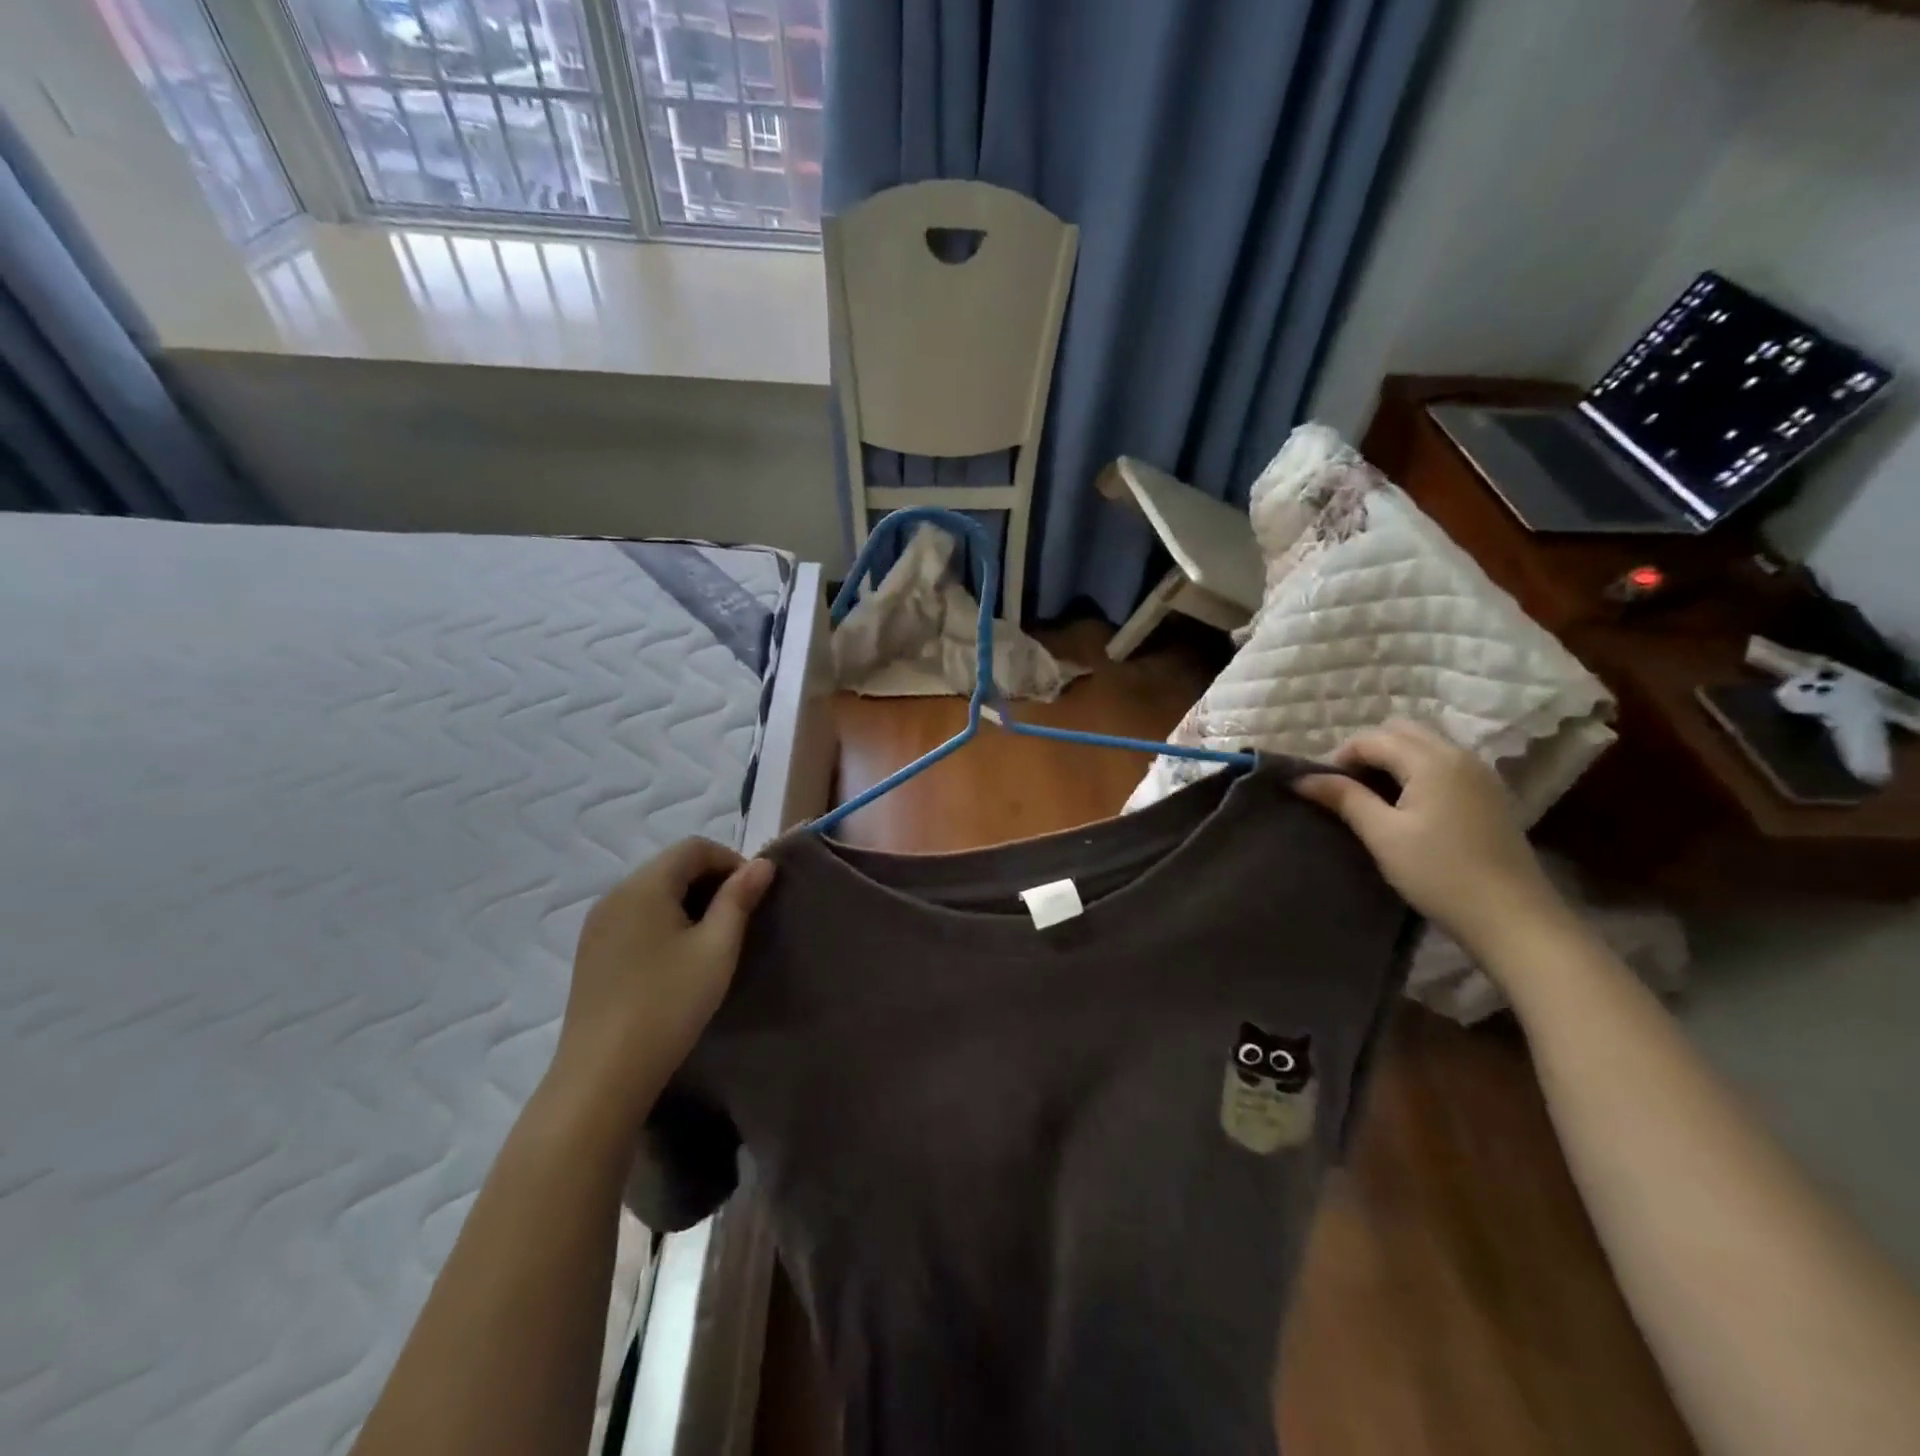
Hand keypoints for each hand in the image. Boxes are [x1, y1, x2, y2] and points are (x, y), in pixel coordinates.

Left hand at [548, 839, 773, 1136]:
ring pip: (653, 892)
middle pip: (671, 865)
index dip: (731, 861)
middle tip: (739, 918)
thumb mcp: (716, 949)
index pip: (694, 847)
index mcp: (644, 885)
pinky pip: (636, 916)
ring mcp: (597, 925)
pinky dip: (664, 921)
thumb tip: (762, 863)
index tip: (754, 895)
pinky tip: (678, 959)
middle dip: (711, 880)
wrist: (602, 1076)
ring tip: (713, 940)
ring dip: (689, 901)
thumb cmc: (668, 1004)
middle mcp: (615, 895)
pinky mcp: (591, 953)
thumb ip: (739, 899)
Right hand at [1295, 720, 1568, 949]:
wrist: (1512, 917)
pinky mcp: (1489, 793)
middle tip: (1347, 786)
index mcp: (1431, 760)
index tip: (1323, 788)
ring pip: (1424, 744)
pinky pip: (1443, 762)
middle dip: (1367, 750)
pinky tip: (1407, 804)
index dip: (1341, 757)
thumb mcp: (1383, 835)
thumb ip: (1344, 798)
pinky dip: (1417, 770)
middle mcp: (1459, 755)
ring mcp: (1479, 773)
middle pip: (1401, 731)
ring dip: (1393, 758)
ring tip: (1373, 796)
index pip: (1372, 739)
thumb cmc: (1439, 873)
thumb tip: (1303, 778)